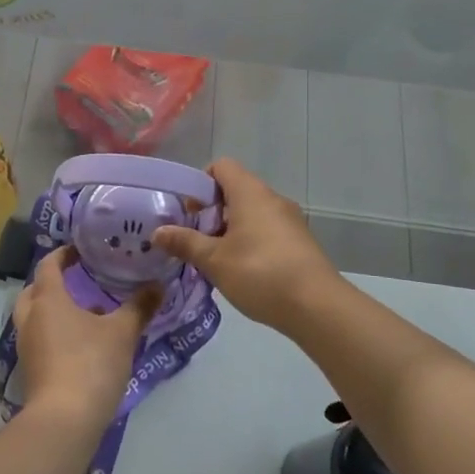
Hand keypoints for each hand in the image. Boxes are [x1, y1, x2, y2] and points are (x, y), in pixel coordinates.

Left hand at [13, 247, 159, 429]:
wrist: (64, 421)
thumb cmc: (90, 364)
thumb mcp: (122, 333)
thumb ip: (139, 307)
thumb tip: (158, 284)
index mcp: (48, 299)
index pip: (48, 265)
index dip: (63, 254)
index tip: (80, 250)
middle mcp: (31, 319)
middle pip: (34, 291)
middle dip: (53, 283)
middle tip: (78, 281)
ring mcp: (27, 347)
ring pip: (36, 318)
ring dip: (55, 311)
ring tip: (87, 314)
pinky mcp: (31, 371)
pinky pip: (40, 341)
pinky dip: (56, 334)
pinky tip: (82, 345)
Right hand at [153, 158, 344, 332]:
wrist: (317, 307)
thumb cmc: (260, 273)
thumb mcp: (214, 260)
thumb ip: (185, 243)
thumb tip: (157, 232)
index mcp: (250, 193)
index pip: (221, 167)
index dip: (200, 183)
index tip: (189, 213)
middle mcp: (272, 199)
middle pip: (235, 191)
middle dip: (211, 213)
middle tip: (195, 241)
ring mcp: (290, 220)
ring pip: (251, 213)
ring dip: (230, 230)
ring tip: (215, 261)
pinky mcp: (300, 242)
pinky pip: (267, 231)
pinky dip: (250, 242)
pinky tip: (242, 273)